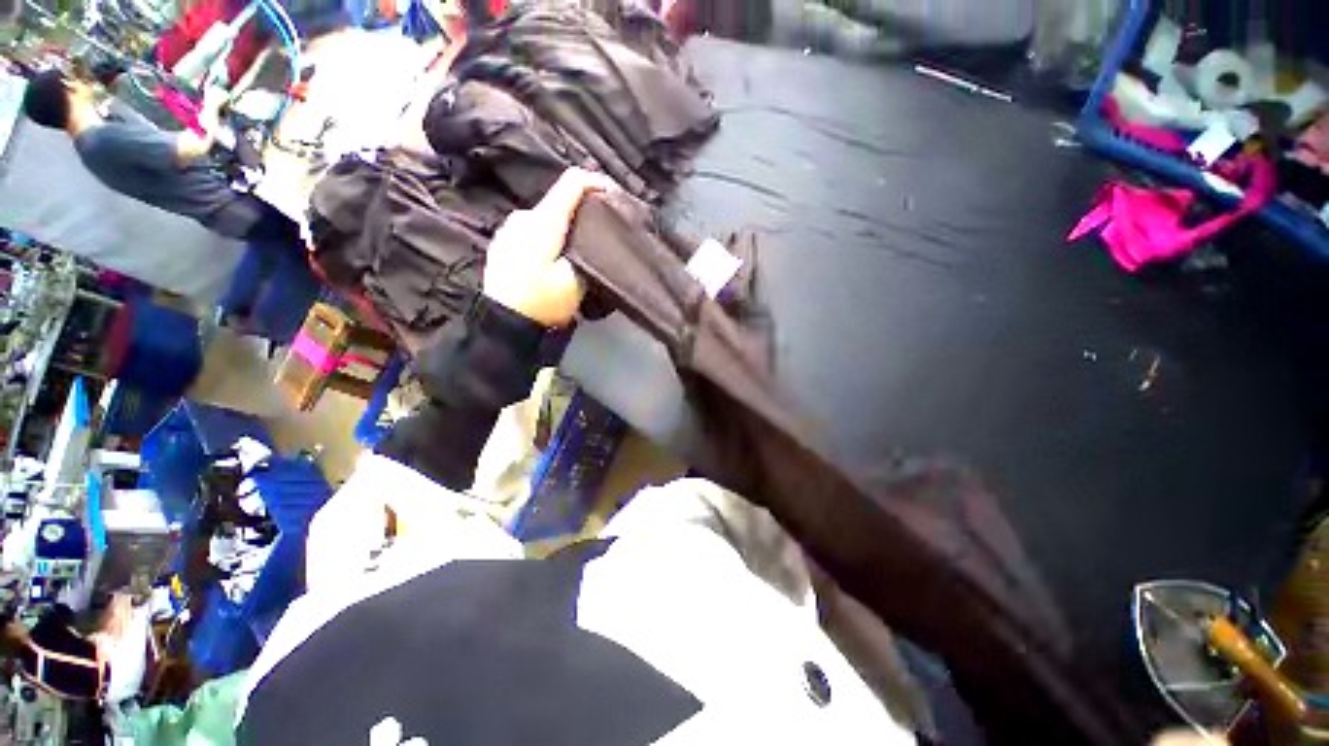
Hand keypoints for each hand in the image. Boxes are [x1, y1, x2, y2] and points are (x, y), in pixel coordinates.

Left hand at [483, 168, 615, 326]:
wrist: (503, 324)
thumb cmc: (542, 303)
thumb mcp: (575, 281)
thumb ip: (588, 251)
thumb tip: (595, 233)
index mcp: (543, 222)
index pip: (571, 184)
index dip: (596, 182)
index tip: (614, 193)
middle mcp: (523, 217)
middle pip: (559, 201)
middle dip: (583, 212)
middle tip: (602, 232)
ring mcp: (510, 229)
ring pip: (547, 218)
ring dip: (566, 227)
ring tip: (581, 249)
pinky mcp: (504, 243)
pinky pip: (533, 230)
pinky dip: (550, 237)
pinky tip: (555, 258)